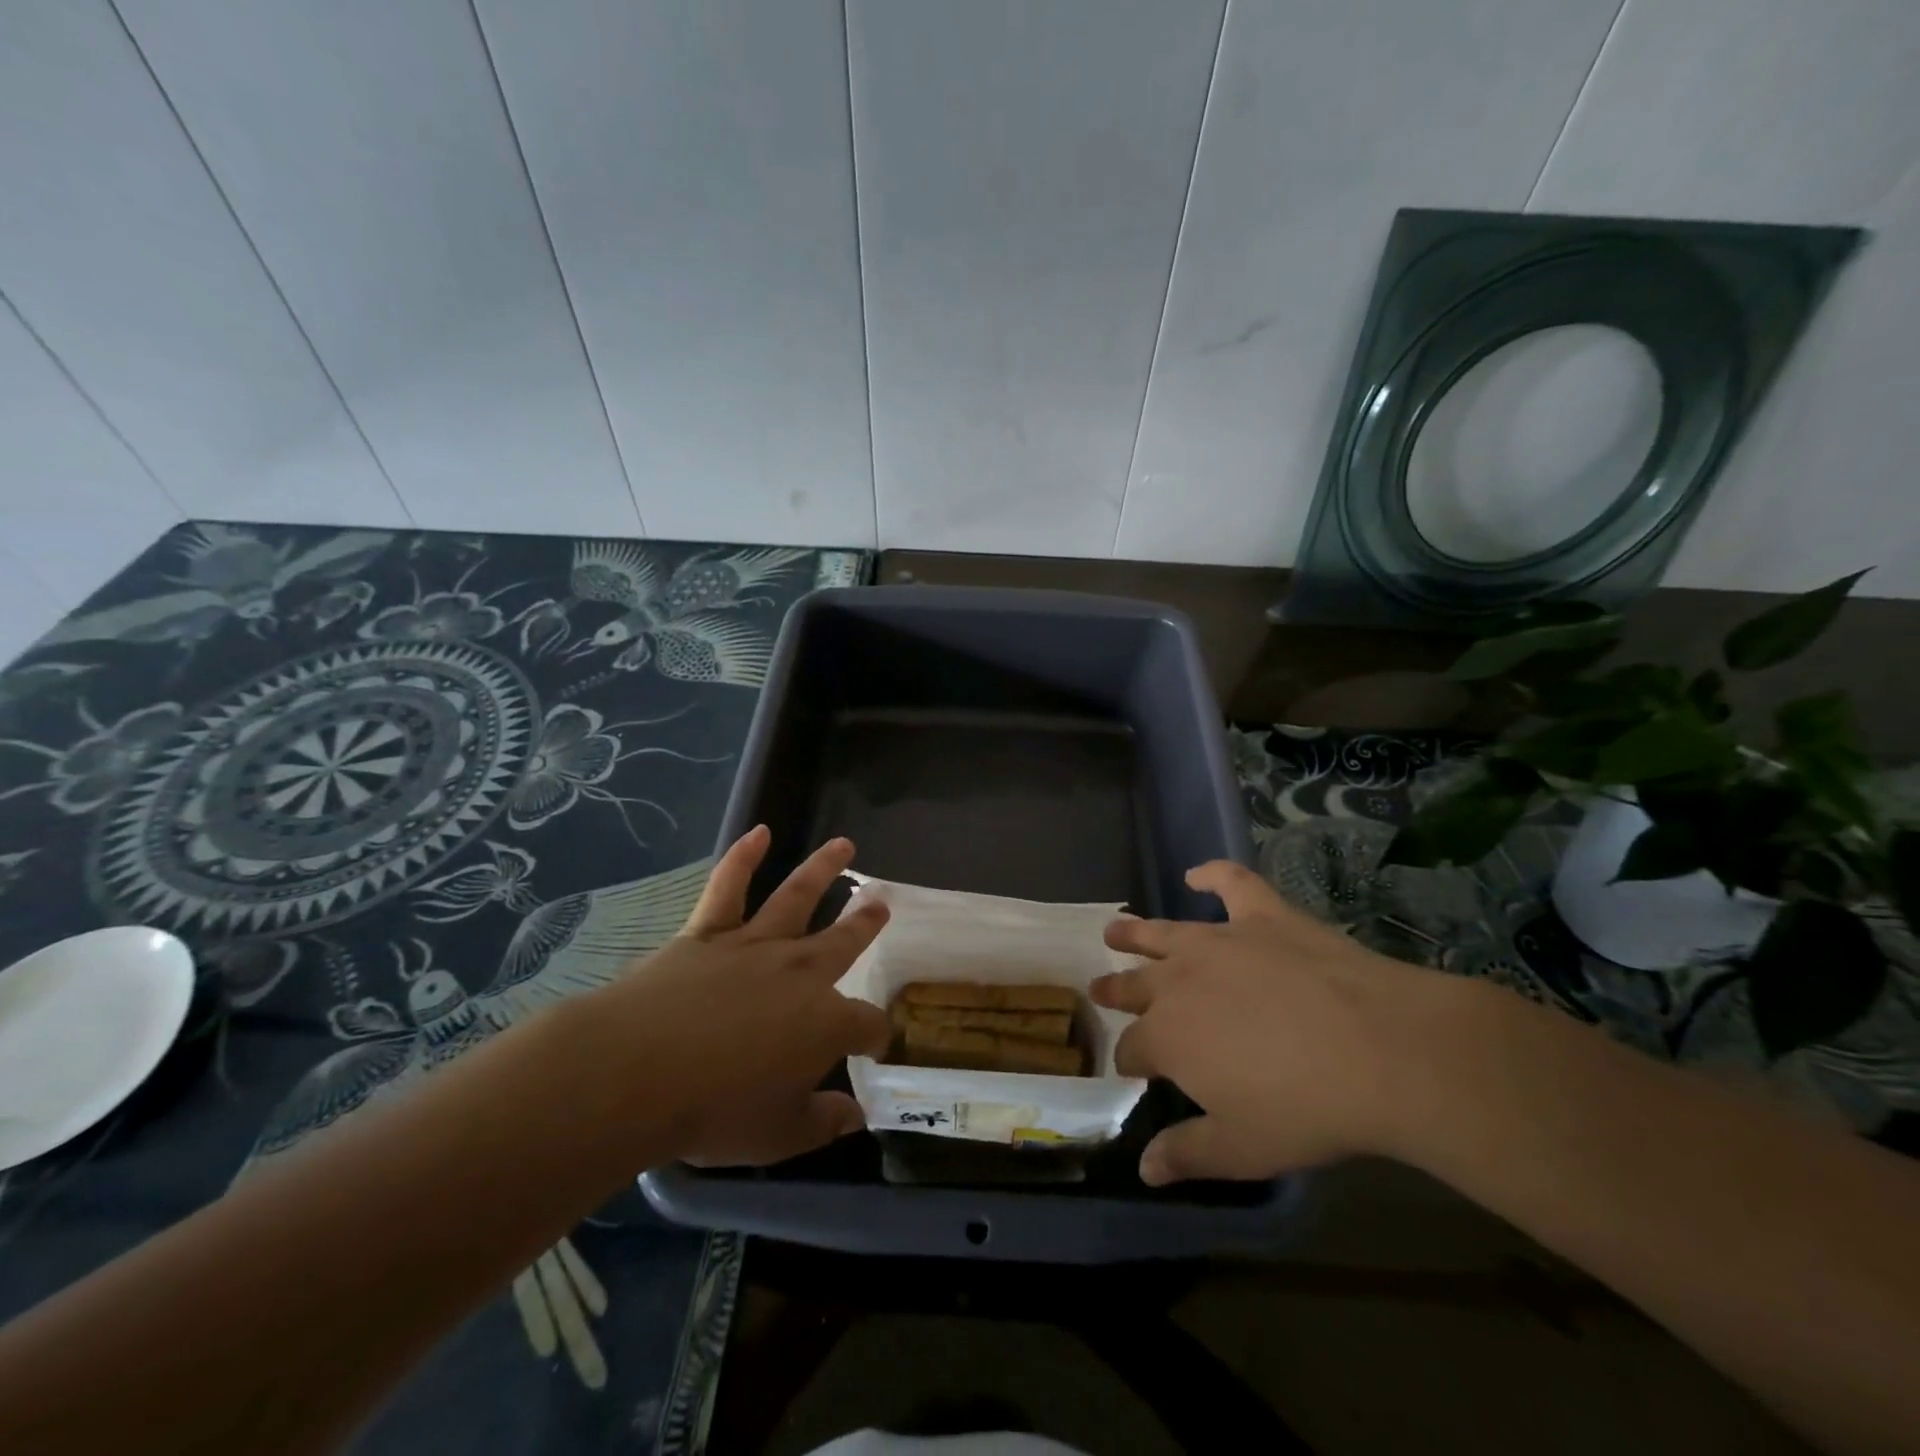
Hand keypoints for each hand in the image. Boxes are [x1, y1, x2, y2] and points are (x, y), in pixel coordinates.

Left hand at [589, 827, 890, 1166]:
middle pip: (843, 941)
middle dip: (865, 924)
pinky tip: (759, 832)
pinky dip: (743, 857)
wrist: (636, 1073)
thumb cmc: (714, 1111)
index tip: (876, 1045)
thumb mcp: (778, 1135)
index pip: (866, 1024)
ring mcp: (754, 945)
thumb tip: (855, 1116)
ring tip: (844, 845)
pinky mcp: (708, 933)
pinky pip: (729, 888)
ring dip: (823, 869)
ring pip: (796, 897)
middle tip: (882, 905)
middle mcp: (799, 973)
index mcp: (824, 1023)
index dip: (876, 1035)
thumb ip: (821, 1123)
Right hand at [1092, 860, 1456, 1185]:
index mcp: (1167, 1036)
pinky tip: (1197, 874)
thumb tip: (1143, 1168)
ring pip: (1161, 933)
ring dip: (1134, 933)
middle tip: (1100, 989)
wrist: (1378, 1050)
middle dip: (1115, 990)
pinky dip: (1212, 874)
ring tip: (1114, 930)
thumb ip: (1186, 1155)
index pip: (1132, 1049)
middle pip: (1134, 985)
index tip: (1134, 1070)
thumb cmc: (1305, 1109)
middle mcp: (1178, 981)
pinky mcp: (1261, 916)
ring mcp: (1218, 942)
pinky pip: (1230, 882)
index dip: (1130, 1061)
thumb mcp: (1242, 1148)